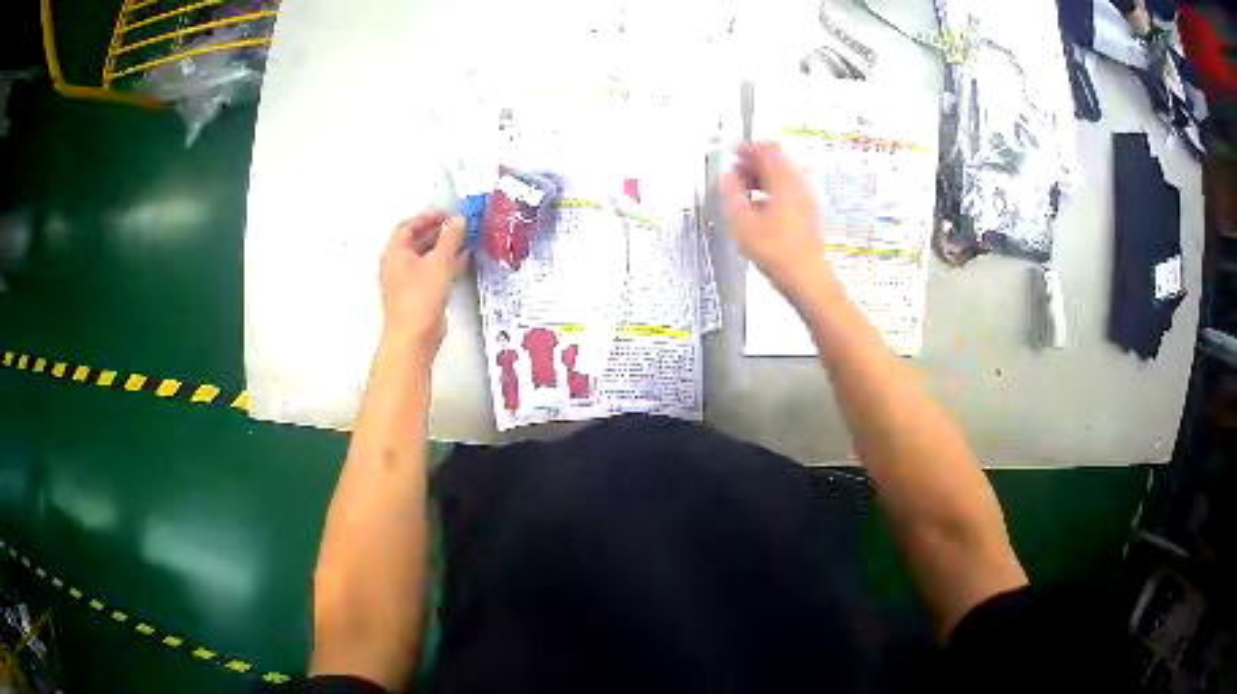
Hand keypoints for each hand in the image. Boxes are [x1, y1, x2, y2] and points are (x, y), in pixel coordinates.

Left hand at [379, 211, 468, 361]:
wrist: (414, 338)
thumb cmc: (419, 301)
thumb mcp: (440, 262)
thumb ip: (450, 238)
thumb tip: (458, 221)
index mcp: (395, 253)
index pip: (409, 226)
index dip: (428, 217)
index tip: (446, 214)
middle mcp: (397, 265)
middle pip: (417, 240)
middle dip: (438, 231)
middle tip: (457, 226)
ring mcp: (407, 281)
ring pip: (426, 256)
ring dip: (444, 247)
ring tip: (463, 240)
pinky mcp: (418, 295)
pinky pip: (432, 272)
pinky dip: (445, 263)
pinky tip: (461, 261)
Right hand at [720, 142, 833, 301]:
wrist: (807, 280)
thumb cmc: (777, 253)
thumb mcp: (743, 223)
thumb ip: (731, 195)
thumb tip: (725, 178)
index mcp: (784, 182)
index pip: (768, 150)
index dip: (749, 148)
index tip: (734, 151)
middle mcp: (799, 187)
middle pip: (777, 162)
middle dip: (754, 163)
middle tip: (735, 171)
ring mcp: (806, 201)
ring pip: (783, 178)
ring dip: (762, 178)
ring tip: (743, 190)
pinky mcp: (808, 215)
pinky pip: (788, 192)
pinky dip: (772, 191)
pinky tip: (759, 208)